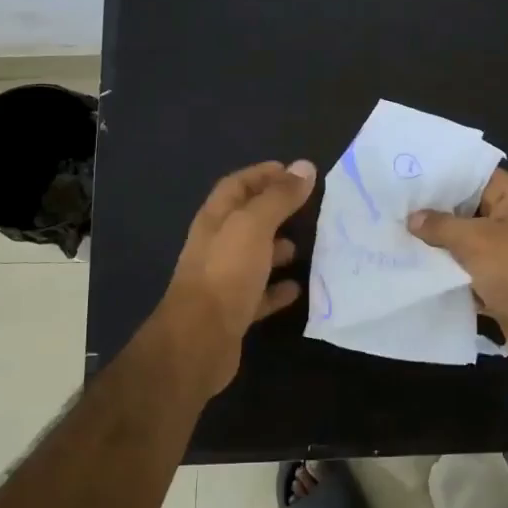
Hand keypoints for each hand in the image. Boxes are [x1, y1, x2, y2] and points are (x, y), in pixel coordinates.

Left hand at [154, 159, 316, 396]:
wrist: (199, 340)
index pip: (237, 186)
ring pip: (253, 256)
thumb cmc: (226, 273)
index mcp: (215, 220)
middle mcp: (216, 246)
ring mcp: (223, 280)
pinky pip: (259, 293)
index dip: (262, 175)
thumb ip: (279, 197)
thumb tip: (305, 167)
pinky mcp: (233, 311)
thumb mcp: (254, 226)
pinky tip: (298, 288)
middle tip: (307, 207)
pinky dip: (277, 289)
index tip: (293, 172)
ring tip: (306, 245)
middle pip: (245, 220)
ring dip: (276, 248)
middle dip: (273, 210)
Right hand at [408, 168, 507, 376]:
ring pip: (461, 247)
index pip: (471, 176)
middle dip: (429, 215)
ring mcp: (504, 256)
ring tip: (389, 241)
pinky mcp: (498, 286)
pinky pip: (465, 277)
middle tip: (387, 211)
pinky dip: (444, 279)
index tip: (402, 178)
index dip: (439, 176)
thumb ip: (441, 226)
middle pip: (463, 212)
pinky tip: (409, 275)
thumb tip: (413, 218)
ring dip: (433, 250)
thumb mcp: (477, 241)